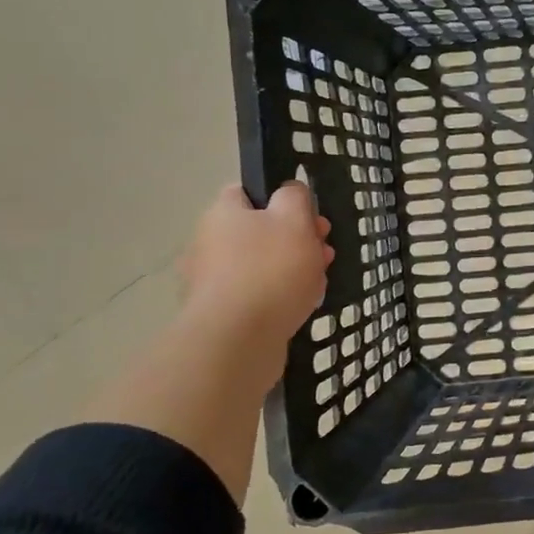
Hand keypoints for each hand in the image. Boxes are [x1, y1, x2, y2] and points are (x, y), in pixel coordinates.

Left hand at [178, 183, 333, 346]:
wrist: (237, 341)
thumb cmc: (270, 270)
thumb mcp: (294, 219)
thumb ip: (295, 197)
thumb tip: (289, 191)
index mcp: (223, 214)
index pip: (247, 192)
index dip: (281, 200)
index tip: (309, 216)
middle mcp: (210, 243)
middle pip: (260, 231)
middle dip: (297, 239)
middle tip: (324, 250)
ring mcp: (213, 282)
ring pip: (262, 265)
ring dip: (293, 268)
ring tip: (319, 281)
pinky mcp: (221, 314)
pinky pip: (257, 296)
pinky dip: (279, 297)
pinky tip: (301, 306)